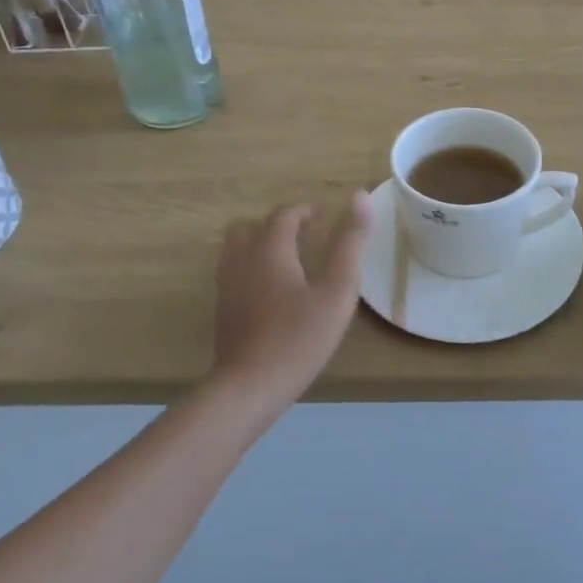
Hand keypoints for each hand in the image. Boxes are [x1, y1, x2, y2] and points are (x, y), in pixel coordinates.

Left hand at [212, 195, 372, 401]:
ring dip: (258, 244)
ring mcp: (227, 287)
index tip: (321, 217)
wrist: (250, 386)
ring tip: (284, 259)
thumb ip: (349, 242)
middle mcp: (242, 261)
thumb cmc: (300, 337)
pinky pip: (232, 273)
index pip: (283, 216)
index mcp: (271, 250)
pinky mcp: (222, 312)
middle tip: (303, 235)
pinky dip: (249, 267)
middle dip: (277, 225)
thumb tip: (359, 196)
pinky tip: (268, 291)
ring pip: (235, 249)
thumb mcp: (337, 290)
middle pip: (251, 227)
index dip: (303, 212)